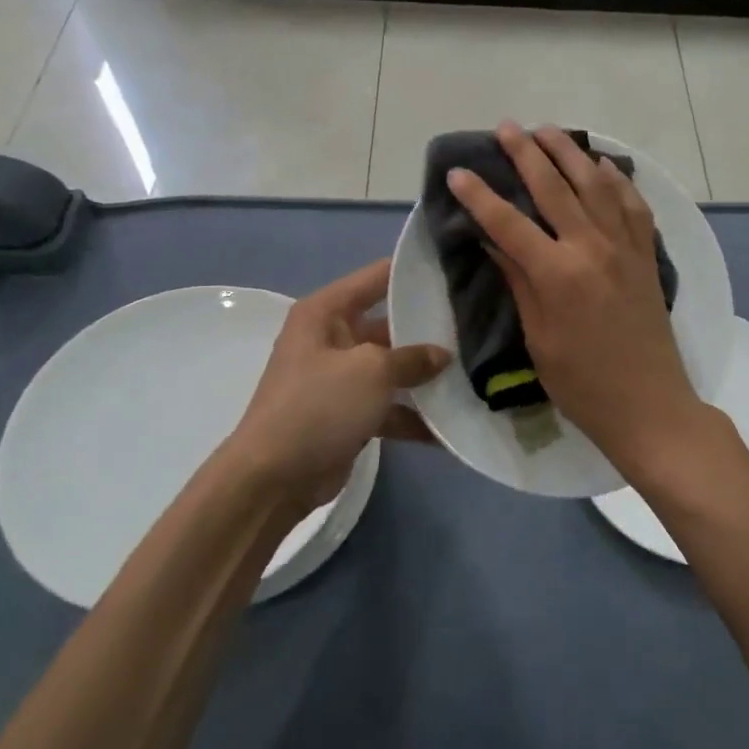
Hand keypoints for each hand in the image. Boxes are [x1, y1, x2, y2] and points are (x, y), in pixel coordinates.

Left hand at [227, 260, 450, 513]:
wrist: (273, 478)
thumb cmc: (318, 405)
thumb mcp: (371, 371)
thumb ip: (412, 357)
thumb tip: (443, 355)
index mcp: (326, 312)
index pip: (377, 276)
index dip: (413, 272)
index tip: (456, 270)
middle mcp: (331, 338)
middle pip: (389, 323)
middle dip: (428, 329)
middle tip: (475, 325)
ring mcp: (339, 378)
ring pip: (392, 368)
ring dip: (424, 376)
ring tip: (473, 373)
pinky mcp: (347, 415)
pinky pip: (388, 406)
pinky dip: (413, 416)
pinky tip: (450, 426)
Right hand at [449, 122, 706, 476]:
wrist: (649, 404)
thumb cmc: (582, 382)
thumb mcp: (537, 337)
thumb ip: (518, 281)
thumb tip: (492, 241)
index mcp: (557, 273)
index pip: (508, 222)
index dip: (480, 195)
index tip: (459, 171)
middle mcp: (591, 247)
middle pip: (554, 187)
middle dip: (526, 153)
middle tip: (507, 127)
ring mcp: (624, 247)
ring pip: (596, 184)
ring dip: (570, 153)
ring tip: (549, 131)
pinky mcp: (646, 254)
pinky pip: (632, 204)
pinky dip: (617, 180)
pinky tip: (604, 165)